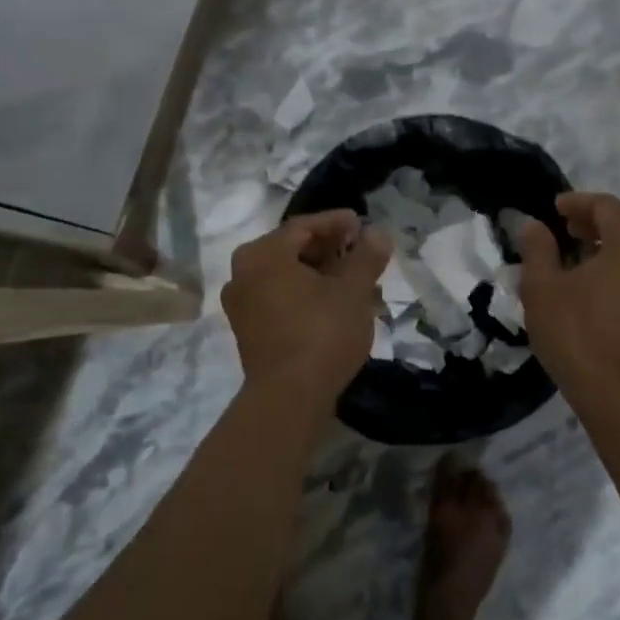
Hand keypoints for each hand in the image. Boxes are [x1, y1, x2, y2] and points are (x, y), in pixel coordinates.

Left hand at [222, 210, 392, 406]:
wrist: (289, 397)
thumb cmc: (322, 332)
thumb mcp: (353, 289)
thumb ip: (366, 256)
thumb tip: (377, 233)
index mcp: (263, 253)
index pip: (304, 226)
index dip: (337, 222)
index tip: (363, 224)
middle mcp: (243, 273)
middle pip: (294, 250)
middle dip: (332, 251)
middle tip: (362, 254)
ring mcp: (242, 305)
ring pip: (289, 277)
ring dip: (323, 276)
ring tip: (358, 283)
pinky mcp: (249, 331)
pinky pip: (281, 300)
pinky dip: (308, 296)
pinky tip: (337, 307)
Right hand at [516, 192, 619, 409]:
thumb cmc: (577, 336)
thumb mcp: (543, 289)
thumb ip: (537, 248)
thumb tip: (533, 224)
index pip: (607, 206)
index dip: (578, 202)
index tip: (554, 209)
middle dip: (600, 220)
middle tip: (569, 230)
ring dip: (616, 242)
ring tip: (583, 255)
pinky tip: (601, 285)